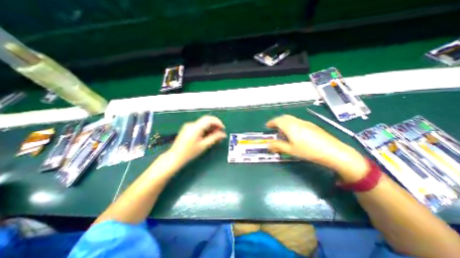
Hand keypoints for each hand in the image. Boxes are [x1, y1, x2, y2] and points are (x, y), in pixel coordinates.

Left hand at [168, 115, 226, 167]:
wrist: (175, 157)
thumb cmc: (189, 152)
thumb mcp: (204, 145)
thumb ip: (214, 138)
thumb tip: (223, 134)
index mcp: (195, 128)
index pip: (209, 119)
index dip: (218, 122)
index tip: (223, 128)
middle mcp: (191, 124)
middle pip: (206, 120)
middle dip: (215, 125)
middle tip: (220, 133)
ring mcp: (189, 126)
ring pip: (203, 123)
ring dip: (211, 127)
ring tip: (215, 136)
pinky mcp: (187, 129)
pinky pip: (199, 126)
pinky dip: (205, 129)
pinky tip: (208, 136)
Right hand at [268, 115, 368, 183]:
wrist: (333, 151)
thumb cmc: (308, 151)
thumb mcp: (291, 150)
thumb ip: (278, 146)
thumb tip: (267, 145)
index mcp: (290, 127)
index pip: (277, 120)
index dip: (271, 122)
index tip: (267, 126)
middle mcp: (297, 122)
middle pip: (284, 117)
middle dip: (277, 121)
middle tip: (274, 128)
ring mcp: (305, 122)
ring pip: (291, 119)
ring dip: (285, 123)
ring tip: (284, 132)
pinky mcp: (312, 125)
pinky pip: (298, 122)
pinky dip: (292, 124)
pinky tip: (295, 133)